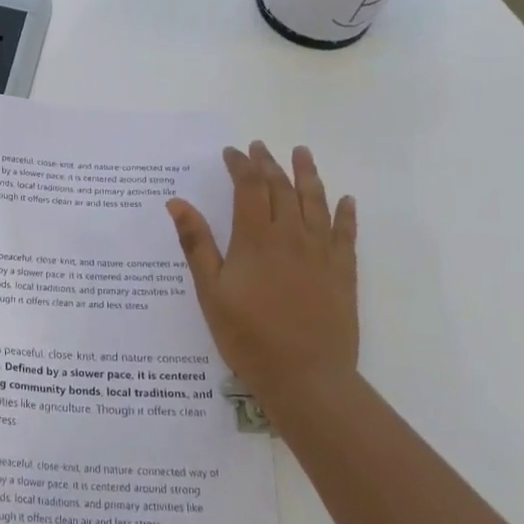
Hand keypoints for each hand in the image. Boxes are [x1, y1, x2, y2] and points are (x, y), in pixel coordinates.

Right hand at [167, 142, 358, 418]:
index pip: (248, 187)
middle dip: (268, 163)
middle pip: (281, 188)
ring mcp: (321, 252)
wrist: (306, 376)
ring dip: (307, 174)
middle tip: (259, 147)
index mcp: (256, 239)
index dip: (240, 165)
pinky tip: (346, 200)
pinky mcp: (343, 272)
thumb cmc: (248, 336)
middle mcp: (291, 236)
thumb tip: (177, 202)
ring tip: (301, 152)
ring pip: (315, 202)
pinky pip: (346, 233)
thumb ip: (196, 244)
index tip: (232, 152)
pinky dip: (345, 213)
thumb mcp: (210, 291)